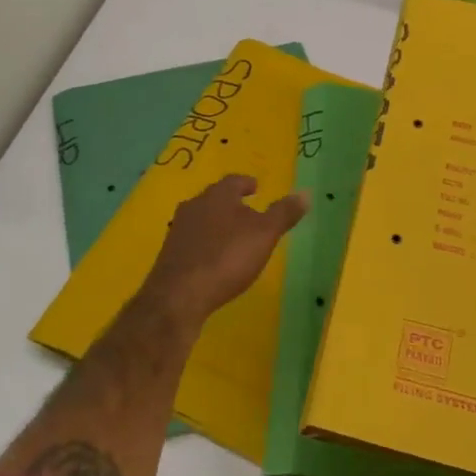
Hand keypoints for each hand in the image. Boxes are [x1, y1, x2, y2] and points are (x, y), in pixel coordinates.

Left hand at [138, 175, 308, 324]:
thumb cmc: (227, 258)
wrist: (179, 295)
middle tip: (248, 211)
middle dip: (231, 203)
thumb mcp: (264, 235)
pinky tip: (214, 258)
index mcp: (217, 195)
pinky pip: (193, 240)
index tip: (255, 187)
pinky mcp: (170, 253)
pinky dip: (206, 243)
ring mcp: (178, 229)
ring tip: (233, 235)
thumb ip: (283, 214)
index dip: (246, 183)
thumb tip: (305, 193)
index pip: (233, 181)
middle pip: (215, 198)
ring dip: (217, 223)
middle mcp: (194, 206)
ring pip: (202, 218)